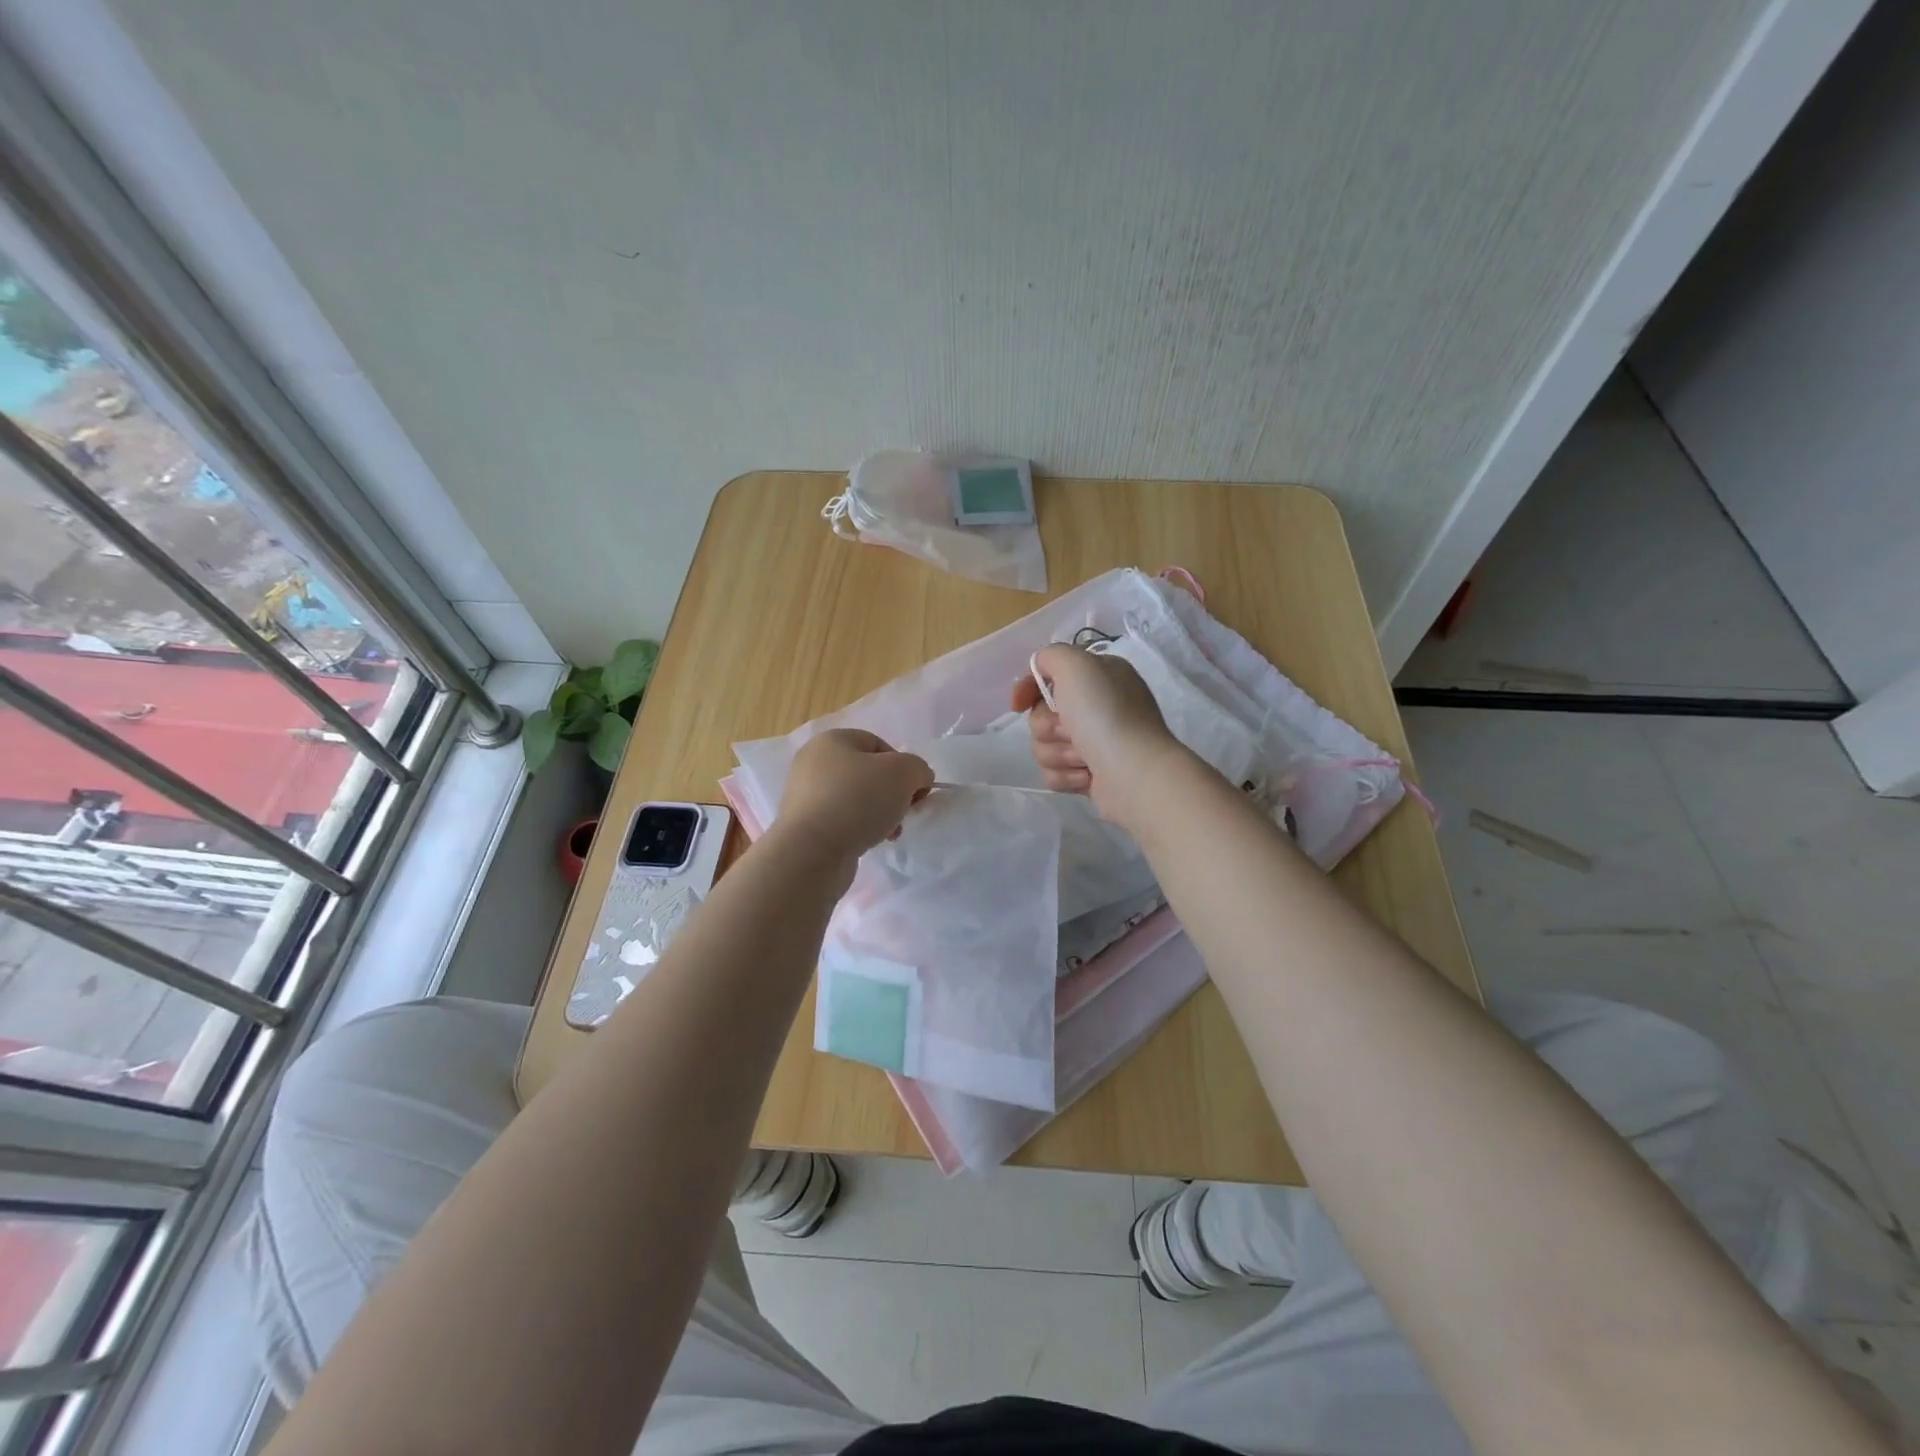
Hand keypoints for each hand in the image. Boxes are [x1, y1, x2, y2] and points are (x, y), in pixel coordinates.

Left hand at [775, 728, 933, 862]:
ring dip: (879, 814)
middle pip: (868, 773)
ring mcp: (805, 795)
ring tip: (889, 832)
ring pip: (856, 799)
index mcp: (832, 740)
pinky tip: (869, 843)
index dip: (904, 766)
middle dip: (892, 793)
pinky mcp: (804, 825)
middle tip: (903, 812)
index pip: (879, 745)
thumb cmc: (858, 799)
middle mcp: (813, 762)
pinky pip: (841, 821)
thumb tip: (917, 779)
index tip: (915, 791)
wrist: (812, 851)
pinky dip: (859, 829)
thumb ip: (918, 768)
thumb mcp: (903, 772)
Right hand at [1010, 644, 1180, 826]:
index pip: (1047, 676)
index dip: (1028, 688)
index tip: (1019, 704)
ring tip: (1084, 758)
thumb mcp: (1077, 665)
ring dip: (1058, 753)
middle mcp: (1096, 706)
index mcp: (1097, 676)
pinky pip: (1054, 773)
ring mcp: (1094, 742)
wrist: (1134, 773)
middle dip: (1049, 727)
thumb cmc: (1106, 715)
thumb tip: (1040, 672)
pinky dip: (1066, 776)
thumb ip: (1052, 656)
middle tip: (1070, 731)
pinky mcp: (1089, 774)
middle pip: (1041, 714)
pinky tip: (1088, 776)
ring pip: (1044, 746)